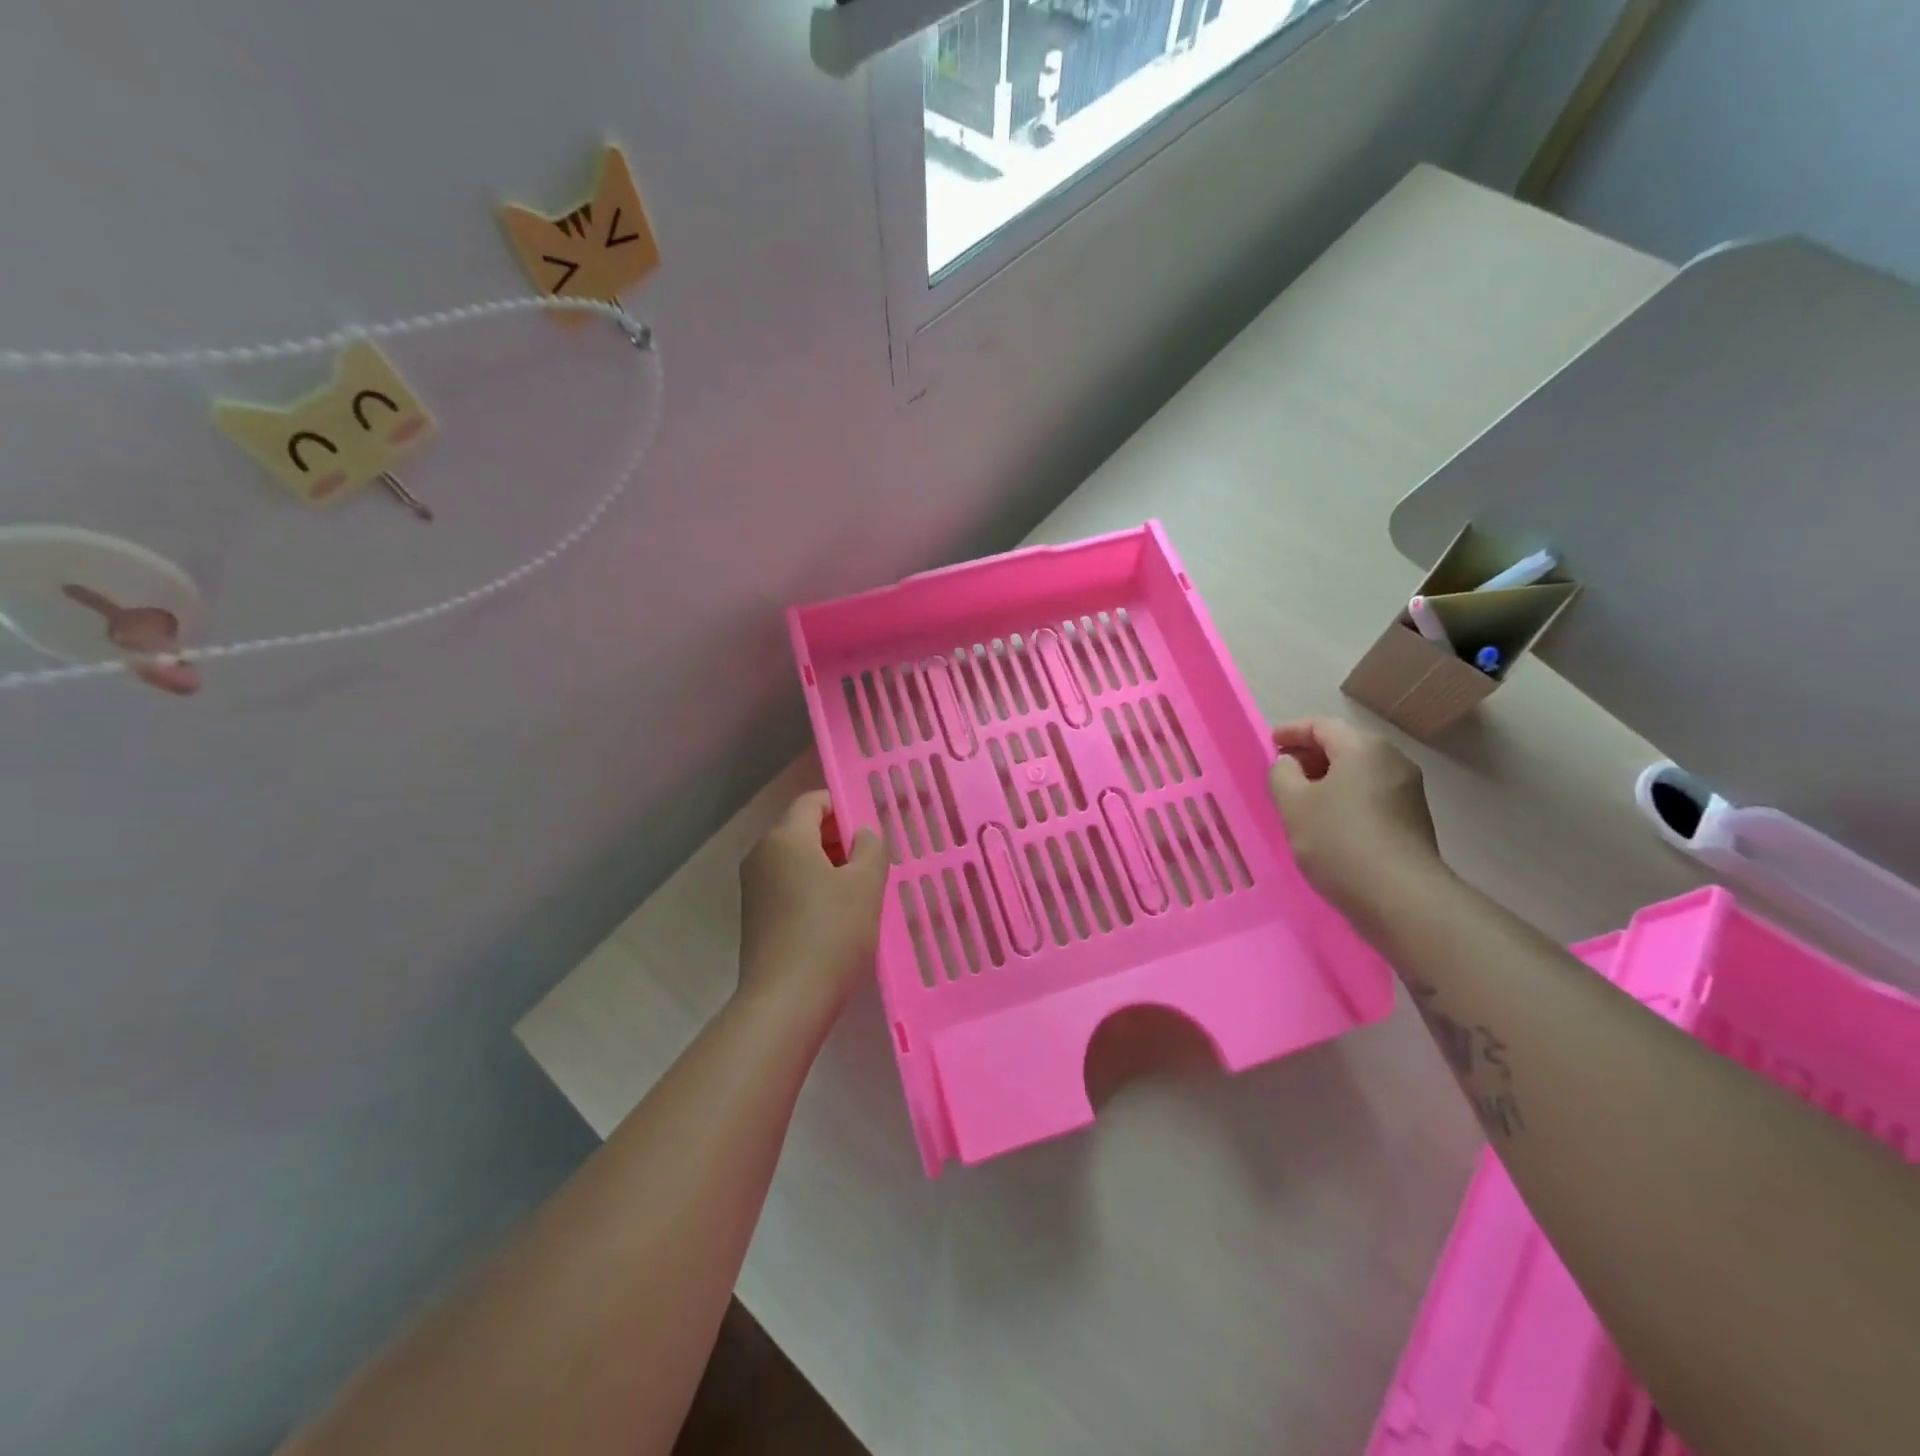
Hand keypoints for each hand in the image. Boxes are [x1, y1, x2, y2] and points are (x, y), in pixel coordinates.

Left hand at [737, 791, 889, 1019]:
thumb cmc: (831, 933)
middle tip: (872, 863)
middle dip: (839, 839)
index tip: (870, 831)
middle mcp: (762, 854)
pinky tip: (836, 917)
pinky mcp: (755, 916)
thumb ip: (871, 848)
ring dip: (828, 867)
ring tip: (859, 893)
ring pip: (796, 860)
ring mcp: (754, 887)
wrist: (786, 1001)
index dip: (843, 807)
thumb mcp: (866, 885)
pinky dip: (811, 889)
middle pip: (803, 829)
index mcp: (785, 838)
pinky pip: (787, 885)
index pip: (813, 801)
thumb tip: (862, 834)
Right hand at [1268, 717, 1444, 931]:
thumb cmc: (1339, 841)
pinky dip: (1344, 796)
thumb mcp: (1293, 804)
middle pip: (1343, 746)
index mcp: (1363, 748)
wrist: (1400, 897)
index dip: (1291, 731)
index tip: (1268, 744)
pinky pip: (1370, 794)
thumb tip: (1290, 764)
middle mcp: (1391, 761)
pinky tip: (1327, 821)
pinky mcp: (1411, 819)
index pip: (1321, 725)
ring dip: (1326, 778)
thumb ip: (1282, 774)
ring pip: (1357, 772)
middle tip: (1280, 771)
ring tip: (1298, 799)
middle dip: (1309, 755)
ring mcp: (1407, 790)